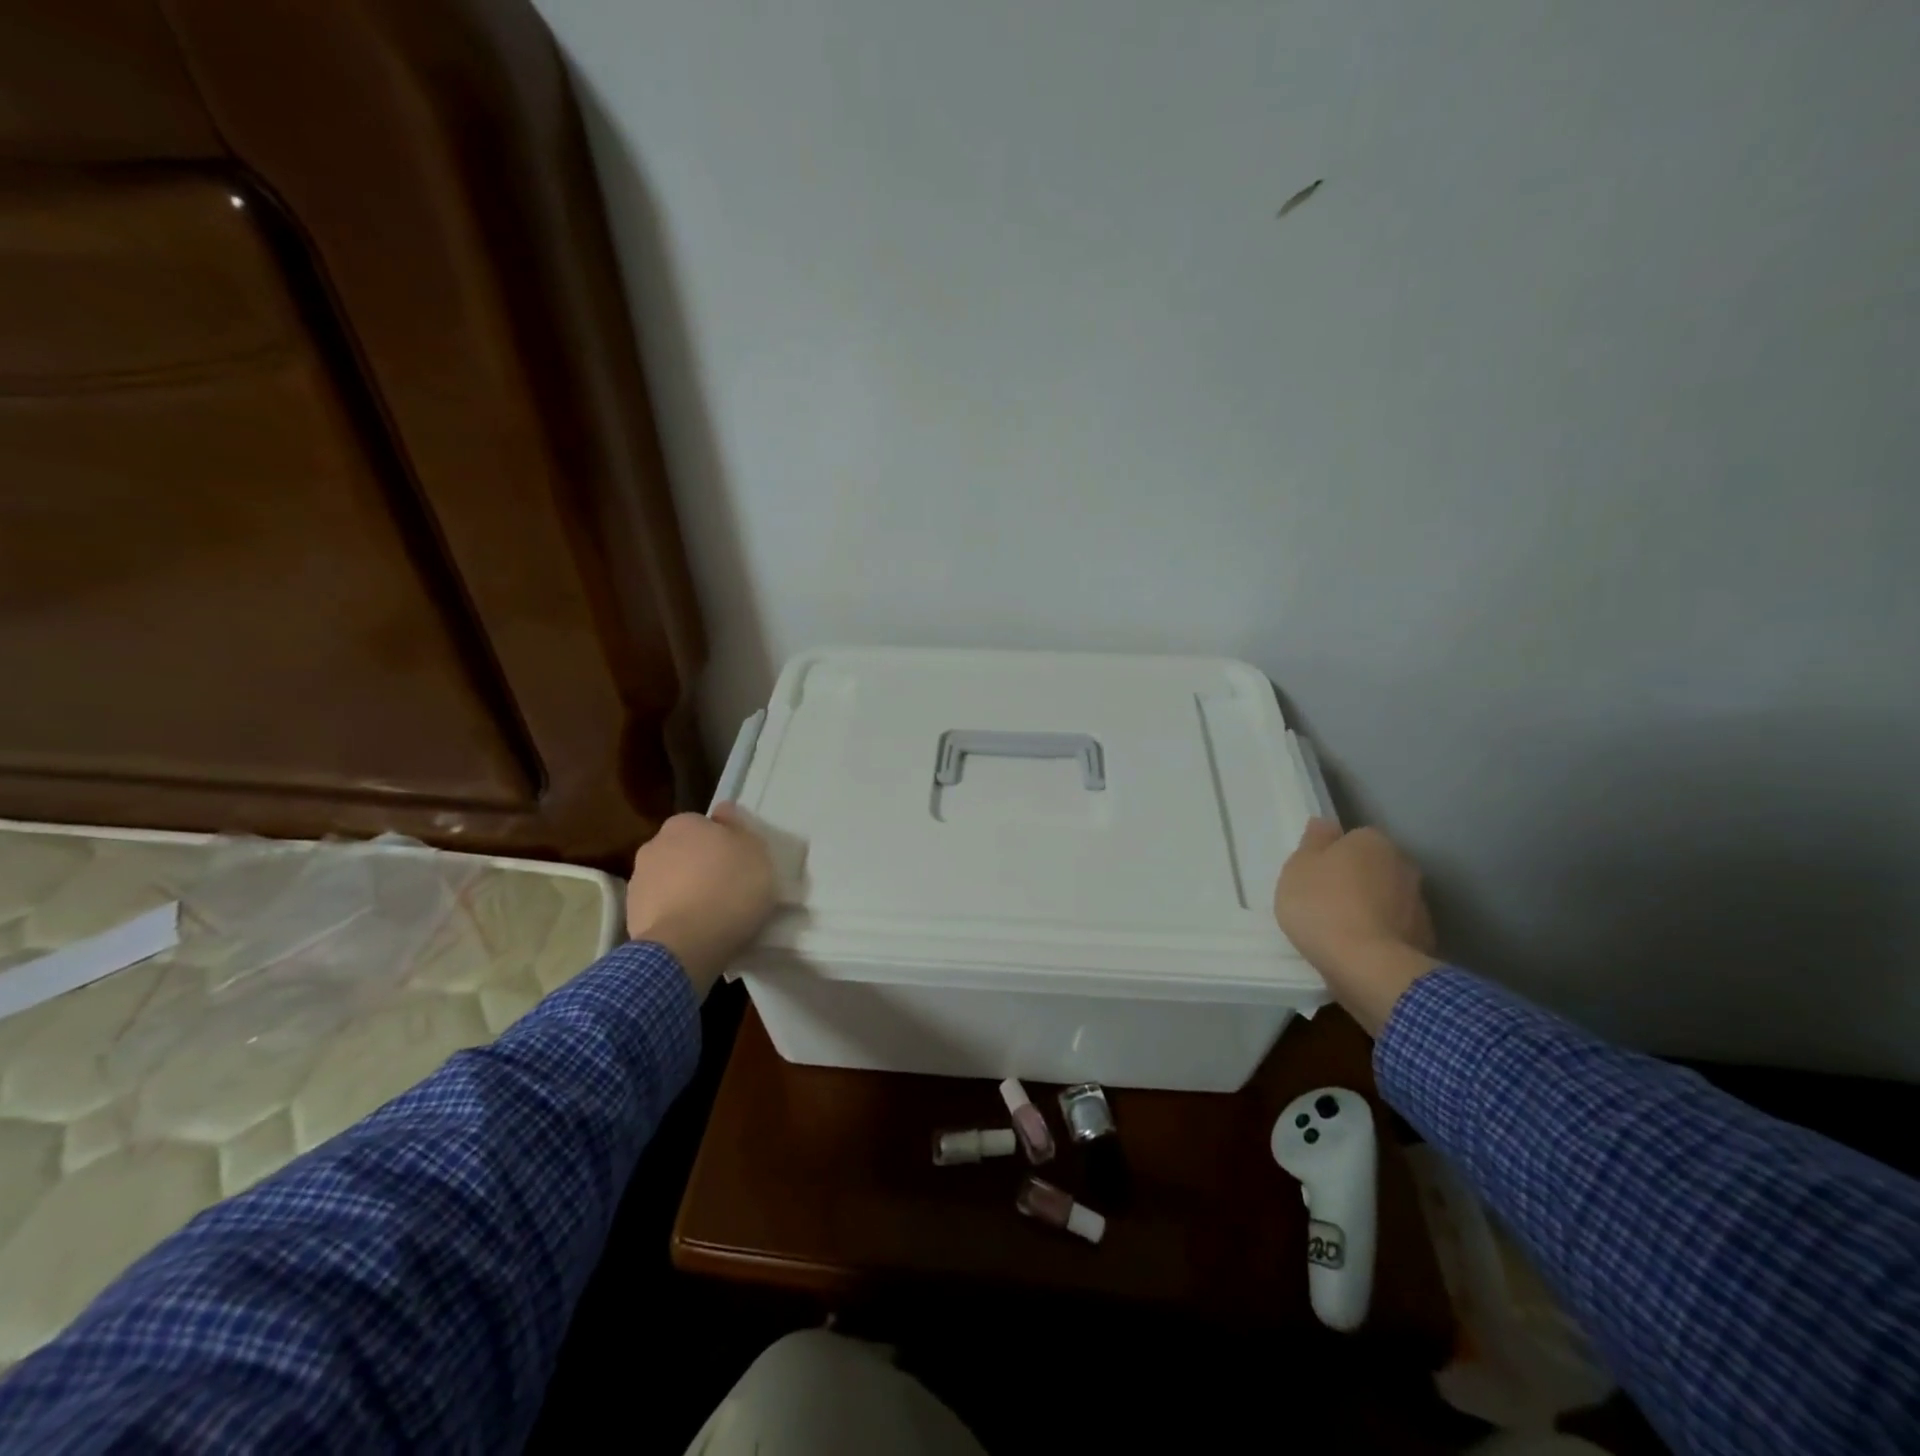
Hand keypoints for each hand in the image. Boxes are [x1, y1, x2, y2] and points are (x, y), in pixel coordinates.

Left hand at [626, 804, 776, 996]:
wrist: (687, 944)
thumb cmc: (730, 888)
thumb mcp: (755, 851)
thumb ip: (738, 826)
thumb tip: (723, 811)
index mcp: (684, 823)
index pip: (705, 825)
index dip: (723, 843)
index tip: (738, 864)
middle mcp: (654, 844)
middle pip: (684, 851)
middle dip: (699, 865)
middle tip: (726, 887)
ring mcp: (639, 881)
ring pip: (669, 879)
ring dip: (684, 890)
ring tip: (710, 914)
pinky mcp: (631, 915)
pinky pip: (661, 908)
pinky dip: (674, 914)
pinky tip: (693, 931)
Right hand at [1274, 819, 1439, 1035]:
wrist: (1367, 966)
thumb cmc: (1322, 906)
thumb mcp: (1299, 868)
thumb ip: (1313, 842)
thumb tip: (1326, 824)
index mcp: (1373, 842)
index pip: (1353, 839)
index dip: (1332, 856)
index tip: (1315, 877)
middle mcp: (1403, 864)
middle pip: (1374, 867)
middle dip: (1356, 880)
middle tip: (1325, 902)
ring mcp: (1419, 903)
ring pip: (1387, 897)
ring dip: (1371, 907)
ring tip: (1342, 931)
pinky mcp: (1425, 938)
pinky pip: (1396, 928)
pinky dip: (1382, 933)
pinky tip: (1360, 949)